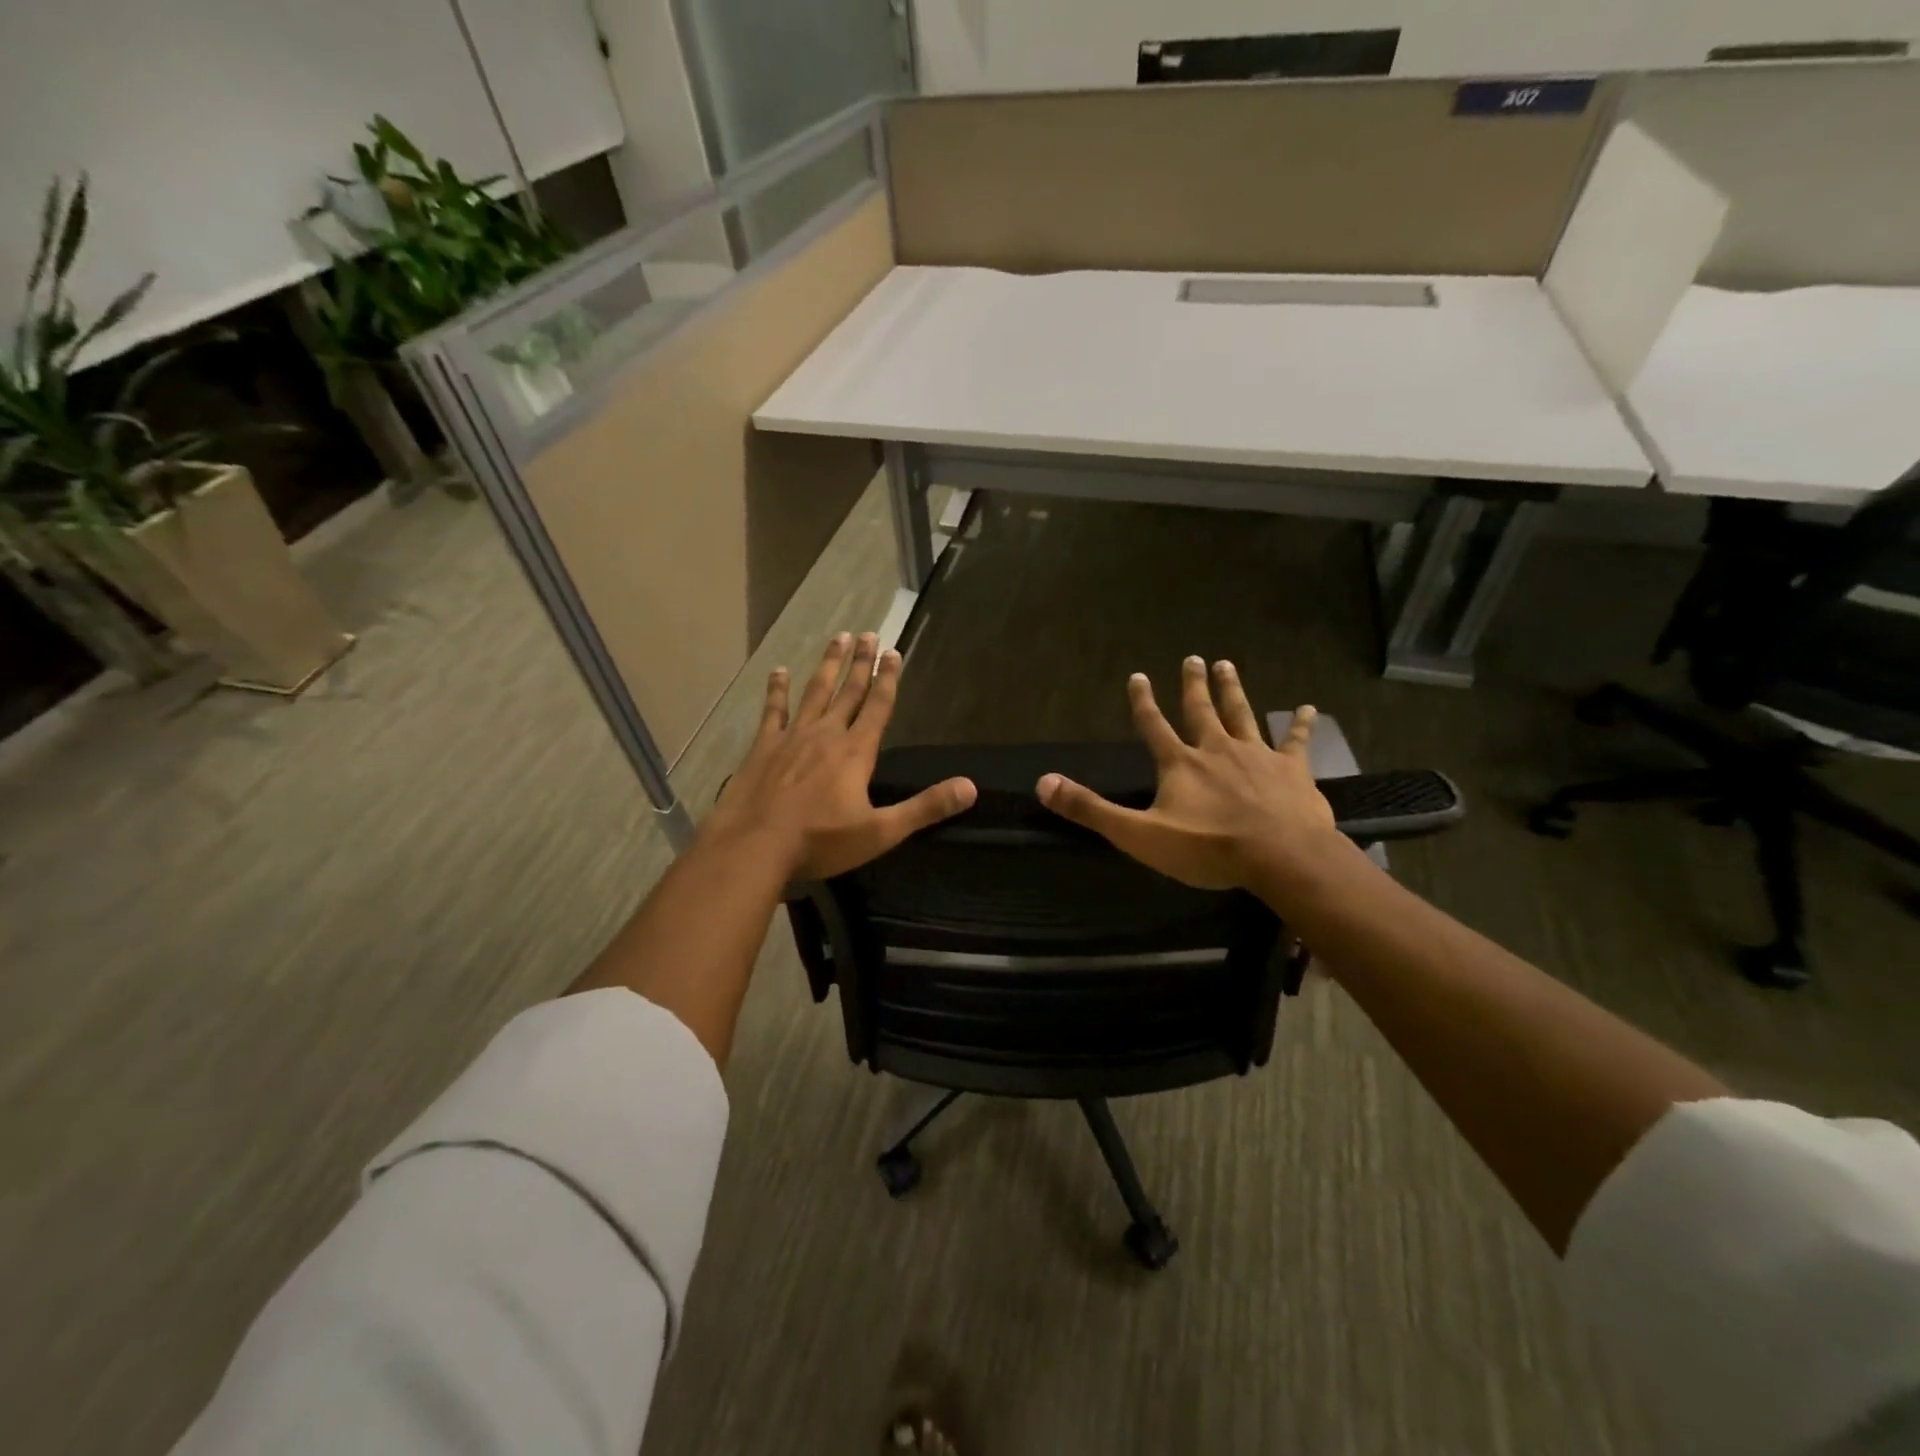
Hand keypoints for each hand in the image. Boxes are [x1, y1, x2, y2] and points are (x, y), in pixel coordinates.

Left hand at [707, 632, 976, 879]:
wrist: (754, 847)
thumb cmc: (820, 841)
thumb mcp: (881, 832)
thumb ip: (925, 807)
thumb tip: (970, 788)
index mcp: (855, 752)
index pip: (878, 706)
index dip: (888, 679)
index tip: (893, 651)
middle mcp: (826, 734)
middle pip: (848, 691)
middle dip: (861, 662)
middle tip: (868, 633)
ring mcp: (791, 737)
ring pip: (815, 692)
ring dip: (828, 665)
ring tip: (837, 638)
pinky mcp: (763, 747)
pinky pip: (773, 711)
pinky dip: (777, 690)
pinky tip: (779, 671)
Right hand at [1036, 657, 1336, 890]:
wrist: (1279, 857)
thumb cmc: (1207, 848)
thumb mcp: (1138, 834)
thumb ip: (1091, 809)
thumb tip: (1043, 783)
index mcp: (1180, 763)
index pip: (1153, 726)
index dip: (1143, 702)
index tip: (1138, 676)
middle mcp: (1217, 749)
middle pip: (1201, 710)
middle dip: (1194, 685)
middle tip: (1193, 658)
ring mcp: (1257, 756)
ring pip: (1242, 714)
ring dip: (1233, 690)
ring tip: (1227, 664)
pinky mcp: (1292, 771)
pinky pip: (1295, 741)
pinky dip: (1300, 724)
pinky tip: (1308, 707)